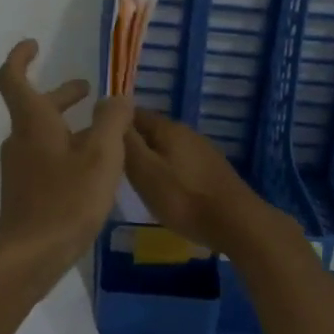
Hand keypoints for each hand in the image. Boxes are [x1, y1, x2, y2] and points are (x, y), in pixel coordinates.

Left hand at [0, 40, 133, 272]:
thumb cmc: (67, 199)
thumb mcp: (101, 155)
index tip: (34, 44)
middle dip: (62, 95)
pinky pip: (47, 158)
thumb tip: (117, 97)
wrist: (32, 256)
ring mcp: (21, 167)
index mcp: (33, 123)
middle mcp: (21, 140)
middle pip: (36, 107)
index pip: (13, 78)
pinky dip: (67, 149)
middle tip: (87, 90)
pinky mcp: (27, 191)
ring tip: (103, 131)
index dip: (21, 57)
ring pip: (44, 134)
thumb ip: (112, 120)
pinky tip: (93, 168)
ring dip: (69, 124)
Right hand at [123, 109, 288, 255]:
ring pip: (166, 148)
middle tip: (113, 166)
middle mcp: (187, 133)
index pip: (133, 114)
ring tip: (134, 181)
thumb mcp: (145, 171)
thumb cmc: (183, 198)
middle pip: (151, 132)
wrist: (236, 222)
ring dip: (150, 160)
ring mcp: (202, 151)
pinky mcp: (212, 170)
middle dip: (132, 145)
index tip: (98, 144)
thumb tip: (112, 111)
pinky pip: (181, 163)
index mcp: (168, 128)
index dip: (114, 126)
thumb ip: (127, 143)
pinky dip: (167, 172)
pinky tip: (164, 190)